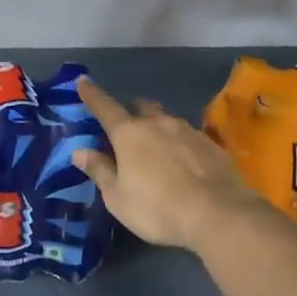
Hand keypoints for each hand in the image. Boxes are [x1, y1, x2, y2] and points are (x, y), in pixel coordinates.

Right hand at [74, 78, 263, 254]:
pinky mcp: (211, 144)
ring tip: (158, 148)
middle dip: (131, 111)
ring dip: (158, 127)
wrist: (217, 214)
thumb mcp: (118, 197)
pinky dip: (181, 143)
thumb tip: (79, 151)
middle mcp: (158, 123)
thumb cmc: (157, 208)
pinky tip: (184, 162)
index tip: (82, 81)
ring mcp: (188, 131)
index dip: (92, 95)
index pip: (105, 107)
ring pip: (167, 120)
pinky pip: (189, 136)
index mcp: (129, 134)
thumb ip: (100, 170)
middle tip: (127, 127)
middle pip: (141, 106)